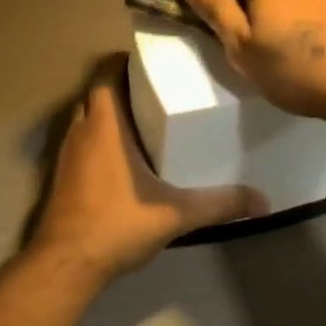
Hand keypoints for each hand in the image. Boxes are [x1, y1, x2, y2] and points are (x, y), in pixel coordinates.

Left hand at [29, 65, 261, 285]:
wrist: (65, 264)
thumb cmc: (116, 225)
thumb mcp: (175, 214)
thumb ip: (218, 204)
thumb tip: (263, 201)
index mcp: (104, 125)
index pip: (105, 73)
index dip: (123, 61)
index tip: (151, 63)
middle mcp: (81, 130)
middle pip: (97, 92)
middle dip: (122, 87)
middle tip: (157, 91)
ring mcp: (67, 153)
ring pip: (86, 117)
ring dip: (109, 113)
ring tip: (146, 119)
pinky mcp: (63, 175)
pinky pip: (82, 141)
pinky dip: (100, 138)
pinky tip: (125, 158)